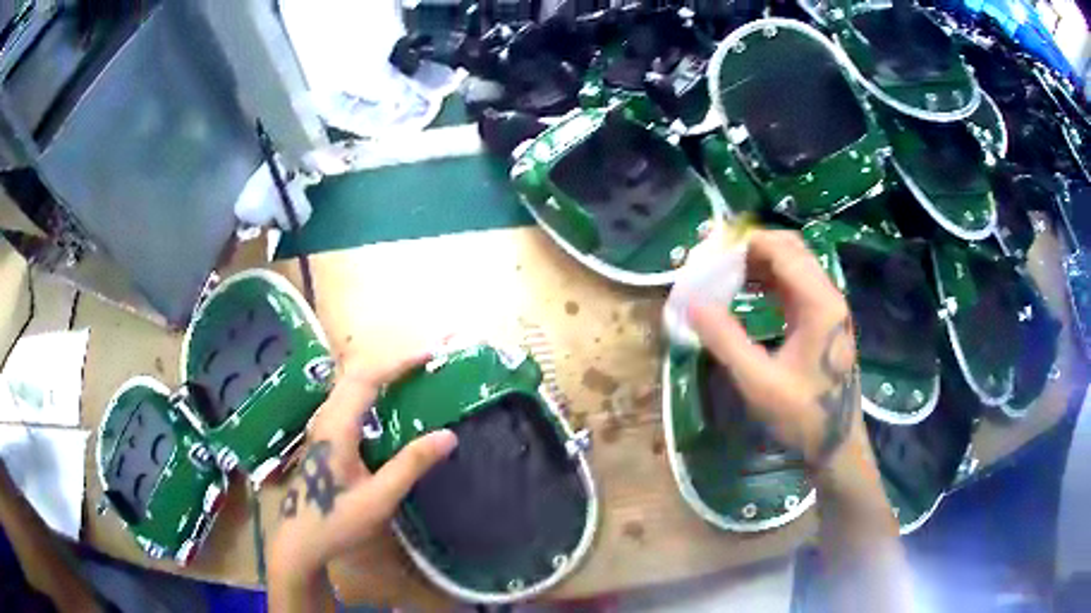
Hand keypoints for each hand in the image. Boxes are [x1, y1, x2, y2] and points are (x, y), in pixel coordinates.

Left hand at [267, 350, 457, 590]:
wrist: (301, 538)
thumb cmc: (338, 520)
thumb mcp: (379, 498)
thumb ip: (411, 465)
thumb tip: (449, 434)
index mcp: (337, 427)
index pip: (366, 379)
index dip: (398, 363)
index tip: (429, 357)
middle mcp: (326, 418)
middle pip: (356, 375)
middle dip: (392, 364)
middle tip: (427, 365)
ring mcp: (323, 426)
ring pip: (350, 386)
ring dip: (381, 375)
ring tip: (413, 378)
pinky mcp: (325, 436)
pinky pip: (349, 400)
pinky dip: (373, 392)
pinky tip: (390, 407)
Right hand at [689, 229, 859, 468]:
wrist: (836, 443)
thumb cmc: (802, 414)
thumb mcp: (759, 381)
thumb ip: (726, 341)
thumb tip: (692, 304)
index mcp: (819, 303)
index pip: (783, 250)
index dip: (747, 244)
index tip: (711, 251)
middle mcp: (827, 295)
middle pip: (791, 249)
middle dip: (753, 247)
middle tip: (717, 260)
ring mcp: (827, 307)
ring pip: (793, 264)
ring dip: (760, 262)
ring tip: (725, 273)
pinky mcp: (822, 319)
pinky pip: (794, 285)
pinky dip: (769, 280)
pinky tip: (747, 292)